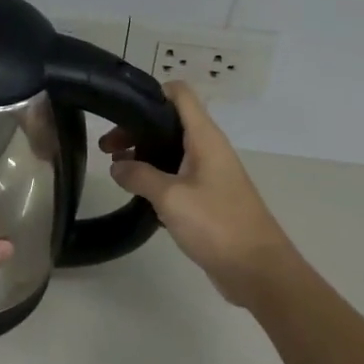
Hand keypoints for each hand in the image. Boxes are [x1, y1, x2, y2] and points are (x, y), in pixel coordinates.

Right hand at [100, 82, 300, 306]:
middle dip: (137, 130)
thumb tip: (117, 166)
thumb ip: (139, 176)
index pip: (180, 94)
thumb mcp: (170, 197)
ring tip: (116, 171)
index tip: (120, 109)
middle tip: (106, 148)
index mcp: (204, 138)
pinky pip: (177, 177)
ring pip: (171, 151)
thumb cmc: (217, 224)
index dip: (150, 93)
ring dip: (144, 156)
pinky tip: (137, 195)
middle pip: (169, 123)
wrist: (257, 270)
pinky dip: (156, 179)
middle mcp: (208, 149)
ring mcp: (210, 174)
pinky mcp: (208, 198)